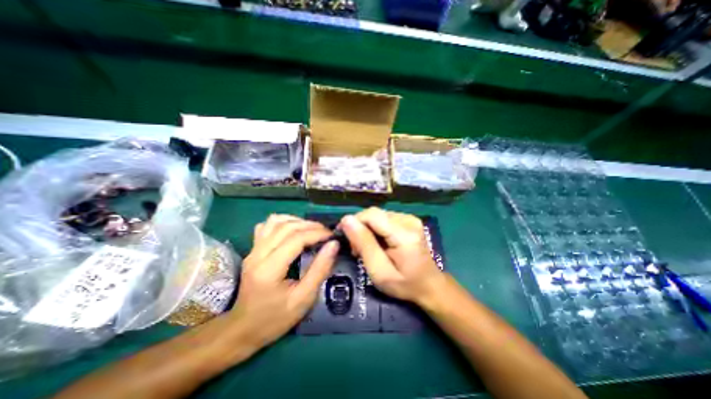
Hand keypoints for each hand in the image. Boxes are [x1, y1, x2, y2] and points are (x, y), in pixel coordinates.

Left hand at [228, 217, 335, 350]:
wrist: (242, 330)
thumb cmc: (275, 319)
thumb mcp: (303, 299)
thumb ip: (320, 269)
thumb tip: (333, 245)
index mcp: (269, 269)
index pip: (296, 239)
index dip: (317, 233)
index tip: (332, 237)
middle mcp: (258, 254)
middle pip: (286, 226)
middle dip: (310, 225)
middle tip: (326, 232)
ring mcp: (253, 250)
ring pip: (275, 221)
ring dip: (297, 221)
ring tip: (311, 230)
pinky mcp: (252, 250)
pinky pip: (267, 226)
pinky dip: (283, 222)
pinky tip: (292, 230)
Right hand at [340, 208, 442, 305]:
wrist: (429, 284)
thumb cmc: (404, 284)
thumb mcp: (379, 271)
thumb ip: (364, 244)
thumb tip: (346, 220)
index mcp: (404, 234)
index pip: (372, 215)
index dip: (354, 222)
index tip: (344, 237)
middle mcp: (408, 220)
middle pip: (374, 213)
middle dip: (360, 227)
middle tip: (356, 248)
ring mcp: (410, 218)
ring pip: (377, 215)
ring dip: (367, 228)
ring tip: (366, 247)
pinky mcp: (409, 219)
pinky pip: (384, 218)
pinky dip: (375, 228)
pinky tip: (377, 242)